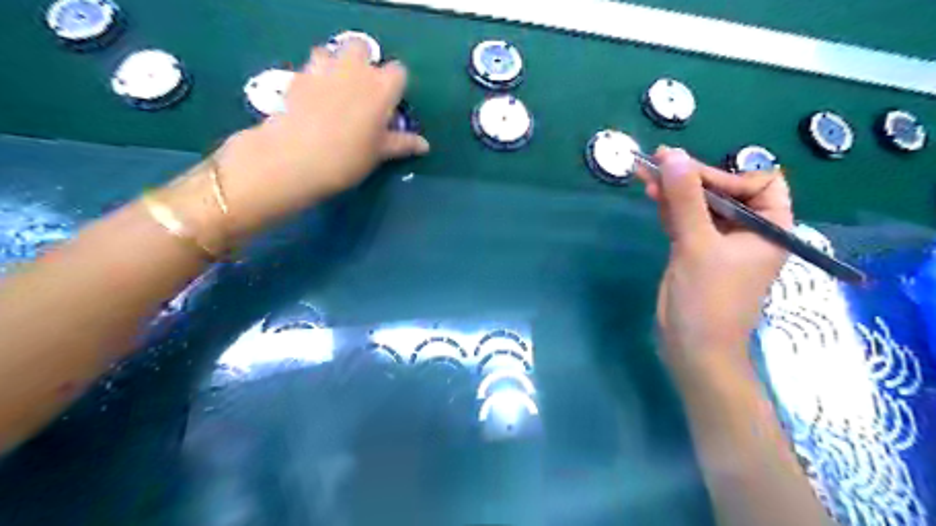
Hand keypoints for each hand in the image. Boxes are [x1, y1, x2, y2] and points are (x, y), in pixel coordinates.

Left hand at [205, 40, 428, 239]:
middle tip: (362, 93)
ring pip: (333, 52)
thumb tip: (424, 145)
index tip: (390, 105)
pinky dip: (315, 76)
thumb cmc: (348, 157)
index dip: (395, 86)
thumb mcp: (379, 153)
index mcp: (382, 87)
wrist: (296, 158)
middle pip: (363, 49)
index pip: (398, 72)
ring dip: (337, 65)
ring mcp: (324, 68)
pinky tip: (313, 99)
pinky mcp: (298, 75)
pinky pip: (311, 66)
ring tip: (335, 92)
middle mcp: (355, 69)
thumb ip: (402, 144)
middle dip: (364, 64)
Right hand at [636, 147, 788, 368]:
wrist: (693, 349)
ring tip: (646, 173)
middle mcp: (748, 232)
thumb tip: (673, 155)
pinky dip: (670, 208)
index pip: (759, 183)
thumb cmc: (707, 299)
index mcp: (769, 229)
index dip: (726, 174)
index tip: (689, 175)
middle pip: (724, 192)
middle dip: (692, 178)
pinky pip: (686, 221)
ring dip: (676, 190)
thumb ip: (685, 200)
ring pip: (700, 206)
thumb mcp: (697, 245)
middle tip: (657, 161)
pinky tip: (653, 195)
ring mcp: (719, 243)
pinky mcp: (696, 252)